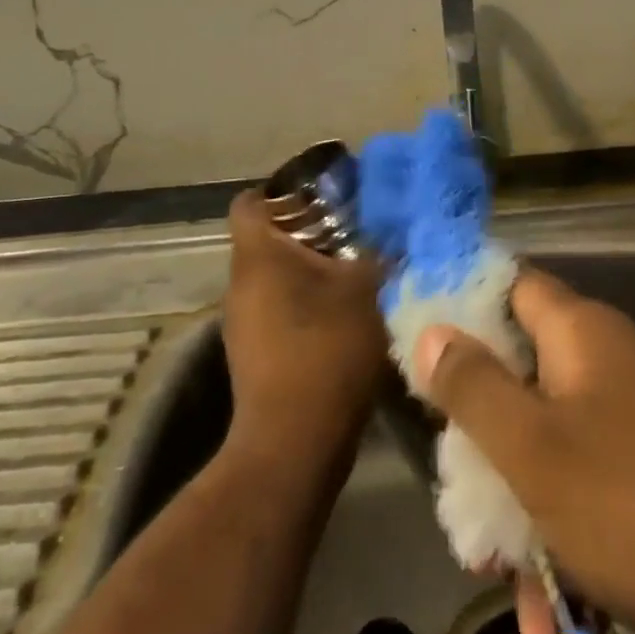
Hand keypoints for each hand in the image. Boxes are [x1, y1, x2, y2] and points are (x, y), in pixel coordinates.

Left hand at [222, 189, 387, 462]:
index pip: (250, 200)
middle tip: (352, 231)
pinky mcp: (253, 354)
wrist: (294, 444)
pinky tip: (342, 316)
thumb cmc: (326, 350)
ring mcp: (242, 323)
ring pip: (273, 277)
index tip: (322, 195)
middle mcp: (240, 283)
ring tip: (353, 272)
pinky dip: (304, 304)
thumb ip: (380, 252)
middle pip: (266, 238)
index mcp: (257, 255)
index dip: (282, 189)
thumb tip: (395, 231)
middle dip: (307, 231)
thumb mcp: (368, 290)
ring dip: (308, 271)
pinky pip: (277, 309)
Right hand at [413, 269, 634, 633]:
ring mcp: (633, 427)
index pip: (508, 285)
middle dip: (483, 444)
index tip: (415, 343)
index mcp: (578, 333)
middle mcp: (605, 366)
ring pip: (550, 455)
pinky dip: (567, 556)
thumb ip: (472, 387)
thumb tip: (429, 328)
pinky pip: (590, 503)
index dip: (461, 302)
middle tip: (456, 500)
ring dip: (522, 522)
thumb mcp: (535, 449)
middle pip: (519, 379)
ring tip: (502, 592)